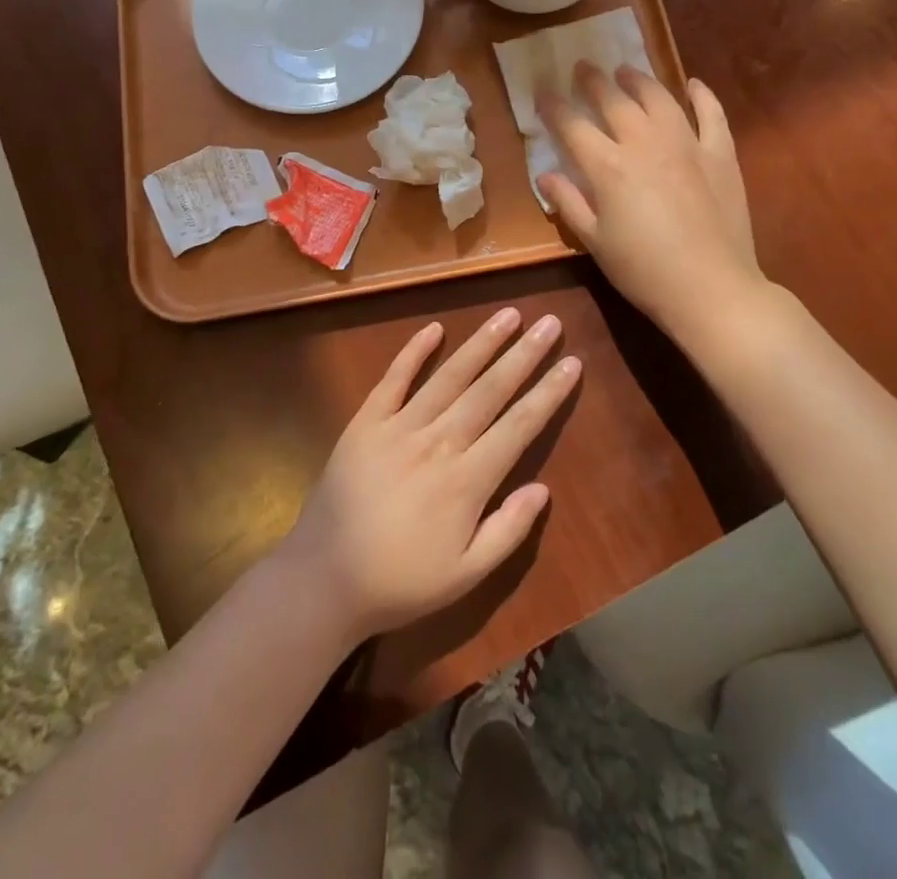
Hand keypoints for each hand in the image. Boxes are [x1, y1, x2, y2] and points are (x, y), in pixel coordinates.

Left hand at [278, 308, 578, 643]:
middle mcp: (438, 443)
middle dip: (523, 355)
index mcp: (467, 480)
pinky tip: (434, 328)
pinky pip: (394, 379)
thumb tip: (543, 488)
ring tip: (509, 314)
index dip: (548, 393)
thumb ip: (508, 531)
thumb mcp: (466, 576)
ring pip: (449, 376)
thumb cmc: (401, 582)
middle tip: (550, 322)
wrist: (324, 578)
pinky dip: (413, 352)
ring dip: (481, 343)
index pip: (519, 426)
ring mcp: (399, 427)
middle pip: (489, 390)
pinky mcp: (366, 421)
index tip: (572, 363)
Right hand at [537, 63, 764, 341]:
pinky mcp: (721, 155)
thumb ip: (569, 204)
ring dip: (639, 80)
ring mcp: (687, 145)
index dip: (553, 107)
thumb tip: (545, 176)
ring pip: (659, 98)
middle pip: (614, 101)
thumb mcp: (595, 242)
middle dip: (593, 81)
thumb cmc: (644, 271)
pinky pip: (712, 115)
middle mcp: (645, 143)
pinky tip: (693, 84)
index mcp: (608, 167)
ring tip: (626, 71)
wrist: (712, 289)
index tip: (542, 92)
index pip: (572, 126)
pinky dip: (702, 96)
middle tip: (582, 67)